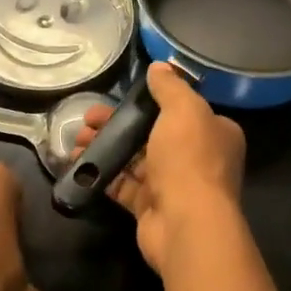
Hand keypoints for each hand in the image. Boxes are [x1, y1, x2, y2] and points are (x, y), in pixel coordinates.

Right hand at [74, 63, 245, 275]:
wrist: (185, 224)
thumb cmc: (189, 159)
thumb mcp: (183, 110)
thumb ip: (170, 87)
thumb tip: (159, 66)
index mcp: (214, 133)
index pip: (183, 111)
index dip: (152, 102)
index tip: (123, 97)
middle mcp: (198, 159)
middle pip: (152, 134)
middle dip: (118, 124)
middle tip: (88, 118)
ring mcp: (173, 185)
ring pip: (135, 159)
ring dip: (106, 146)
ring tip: (76, 139)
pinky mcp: (150, 207)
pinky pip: (123, 185)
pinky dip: (102, 173)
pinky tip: (78, 163)